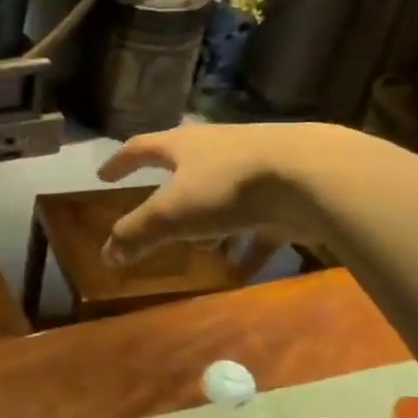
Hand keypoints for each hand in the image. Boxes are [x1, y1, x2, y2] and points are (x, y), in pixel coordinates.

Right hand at [95, 124, 338, 265]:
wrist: (313, 176)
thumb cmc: (228, 186)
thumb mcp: (171, 213)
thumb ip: (137, 234)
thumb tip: (107, 255)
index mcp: (183, 145)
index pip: (141, 148)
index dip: (120, 162)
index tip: (104, 176)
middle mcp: (217, 150)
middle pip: (185, 172)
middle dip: (169, 197)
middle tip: (158, 218)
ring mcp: (255, 169)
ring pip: (222, 199)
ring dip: (209, 224)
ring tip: (201, 251)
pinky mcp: (285, 194)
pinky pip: (257, 225)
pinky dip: (246, 247)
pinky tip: (240, 272)